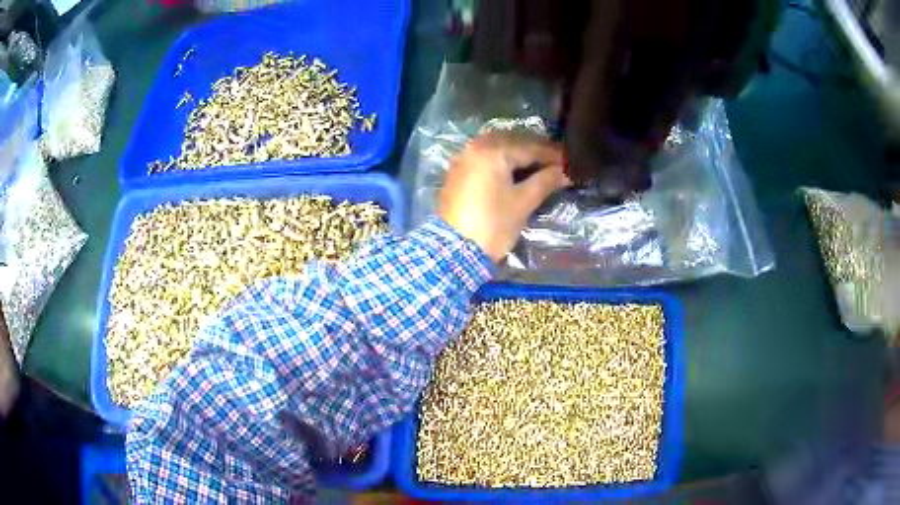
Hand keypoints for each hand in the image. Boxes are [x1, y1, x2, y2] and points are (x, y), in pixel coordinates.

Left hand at [438, 132, 569, 261]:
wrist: (454, 251)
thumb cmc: (493, 225)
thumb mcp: (523, 202)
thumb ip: (546, 181)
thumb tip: (567, 171)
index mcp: (492, 151)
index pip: (530, 147)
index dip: (553, 155)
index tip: (572, 162)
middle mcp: (475, 147)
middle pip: (513, 142)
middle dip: (536, 151)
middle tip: (558, 162)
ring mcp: (464, 159)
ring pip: (498, 148)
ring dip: (519, 154)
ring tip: (540, 166)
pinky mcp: (458, 173)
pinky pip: (485, 158)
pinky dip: (503, 161)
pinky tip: (516, 171)